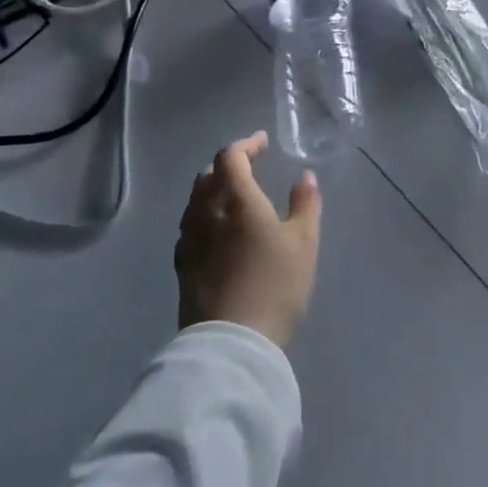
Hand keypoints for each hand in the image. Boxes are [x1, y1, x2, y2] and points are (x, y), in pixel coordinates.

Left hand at [175, 132, 322, 349]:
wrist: (232, 343)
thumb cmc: (275, 286)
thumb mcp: (304, 243)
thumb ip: (305, 204)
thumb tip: (304, 176)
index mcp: (237, 200)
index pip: (231, 158)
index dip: (246, 145)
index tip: (262, 143)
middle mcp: (207, 213)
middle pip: (208, 176)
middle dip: (228, 165)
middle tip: (248, 167)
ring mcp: (190, 240)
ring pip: (195, 201)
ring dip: (213, 188)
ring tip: (232, 195)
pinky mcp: (182, 266)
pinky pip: (190, 226)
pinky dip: (203, 215)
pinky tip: (215, 230)